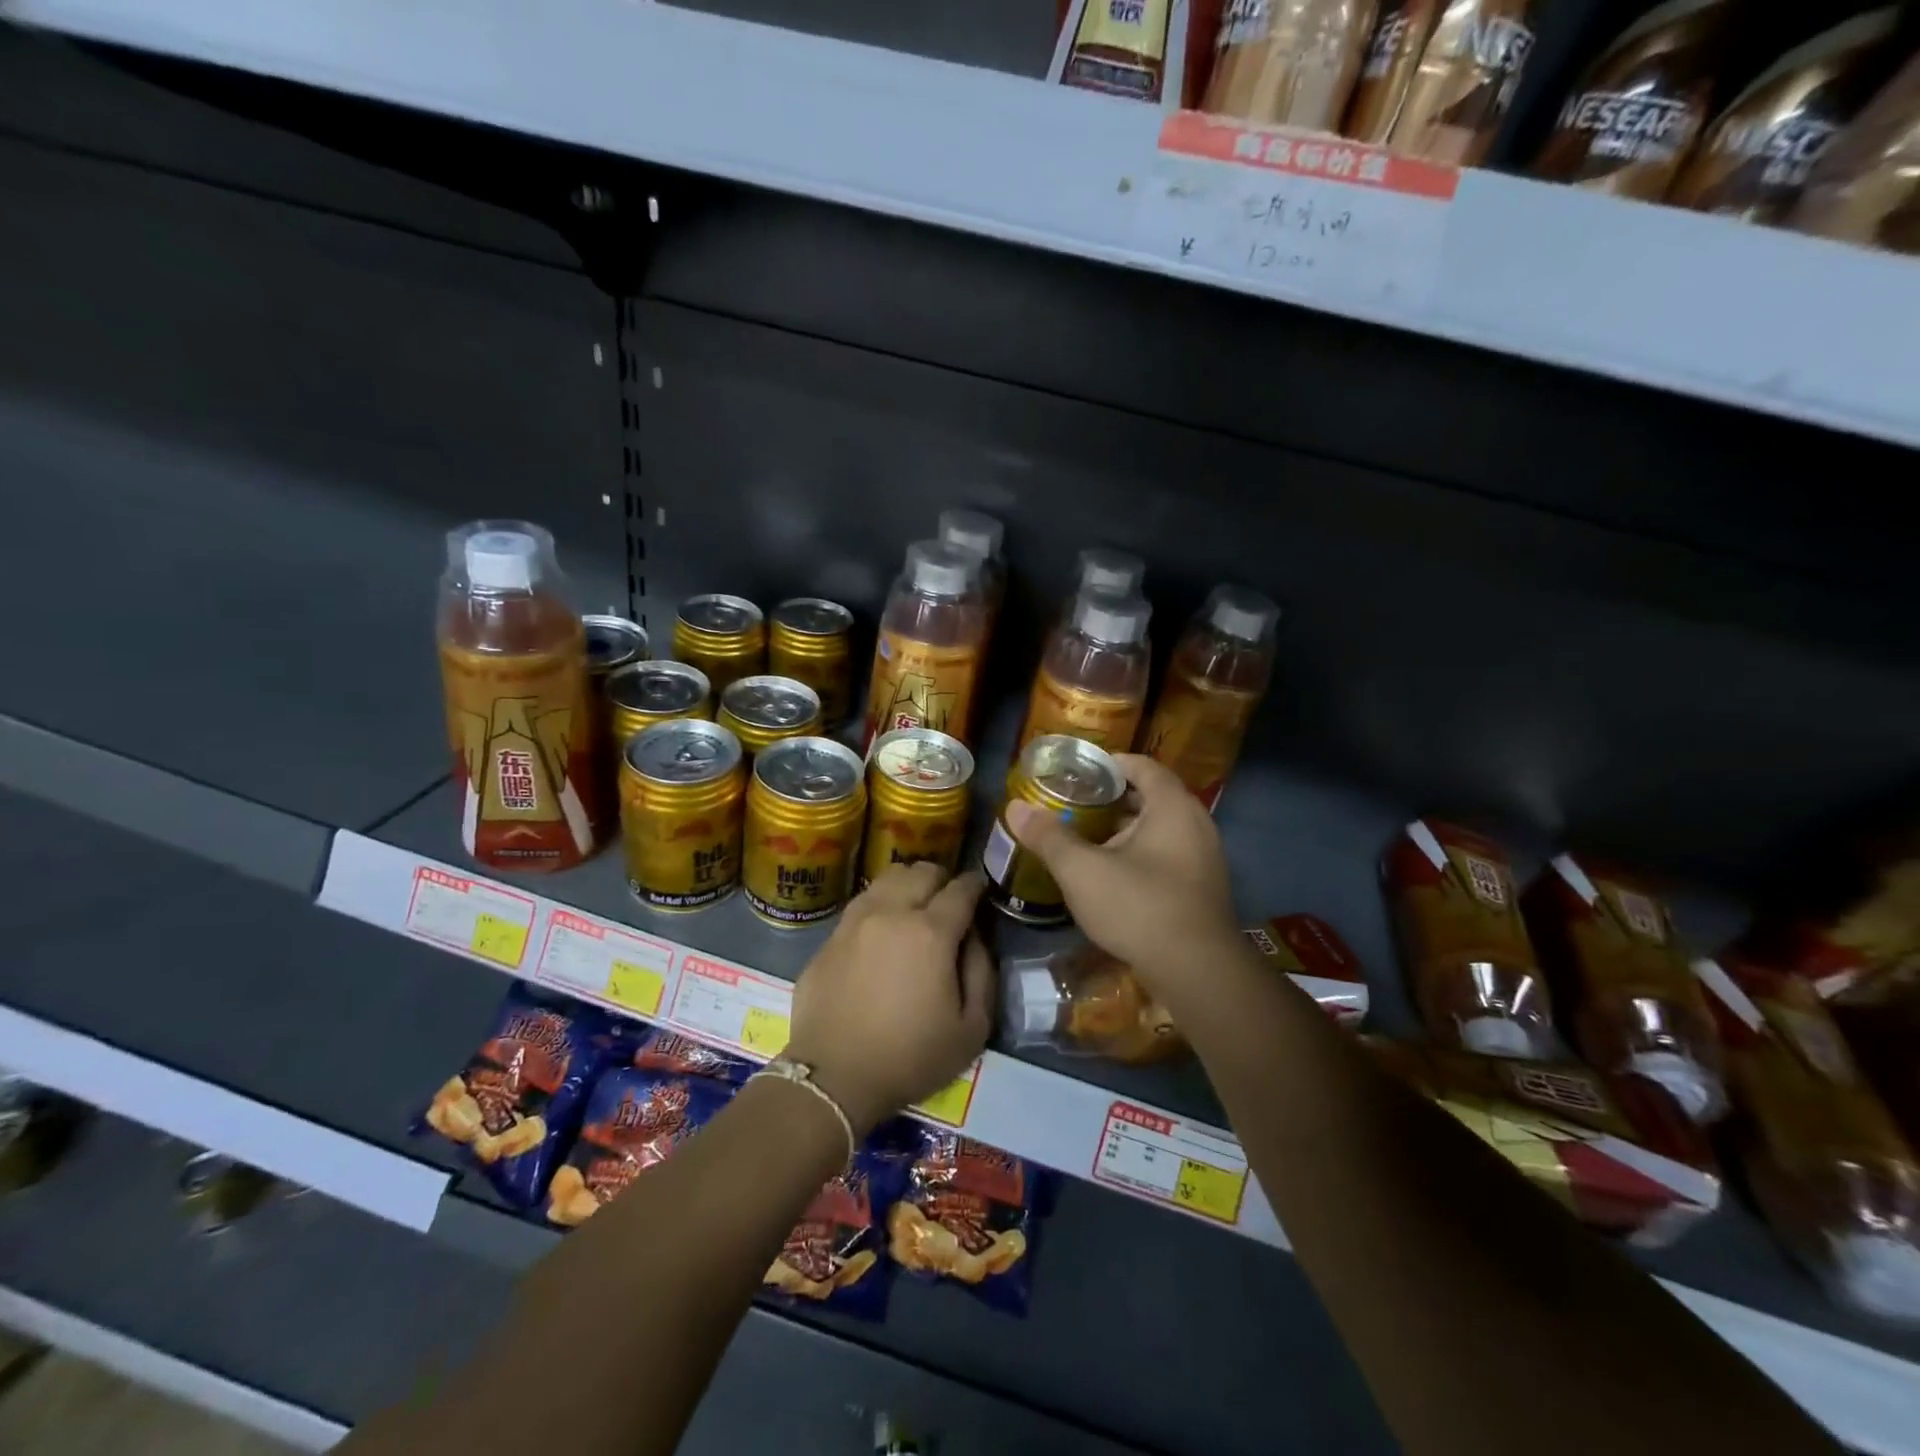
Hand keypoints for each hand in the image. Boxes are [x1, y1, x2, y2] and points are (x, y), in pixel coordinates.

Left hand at [785, 864, 993, 1134]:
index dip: (975, 885)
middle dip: (942, 879)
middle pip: (922, 872)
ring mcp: (855, 921)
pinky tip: (883, 928)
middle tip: (949, 901)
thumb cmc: (911, 1057)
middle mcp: (891, 912)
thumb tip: (975, 936)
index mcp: (930, 932)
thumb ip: (982, 971)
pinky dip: (880, 904)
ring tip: (915, 906)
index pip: (960, 889)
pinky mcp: (829, 937)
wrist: (834, 1078)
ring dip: (908, 885)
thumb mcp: (972, 1028)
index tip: (980, 889)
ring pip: (887, 878)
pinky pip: (861, 903)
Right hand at [1006, 754, 1238, 996]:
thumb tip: (1015, 807)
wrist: (1197, 973)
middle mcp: (1196, 823)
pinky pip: (1168, 855)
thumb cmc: (1139, 907)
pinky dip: (1140, 854)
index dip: (1108, 764)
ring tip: (1085, 838)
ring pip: (1159, 829)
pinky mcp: (1202, 888)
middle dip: (1111, 799)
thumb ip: (1048, 836)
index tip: (1077, 771)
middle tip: (1074, 804)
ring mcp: (1204, 857)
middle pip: (1151, 796)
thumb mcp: (1082, 870)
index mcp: (1172, 806)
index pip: (1142, 766)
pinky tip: (1112, 875)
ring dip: (1125, 829)